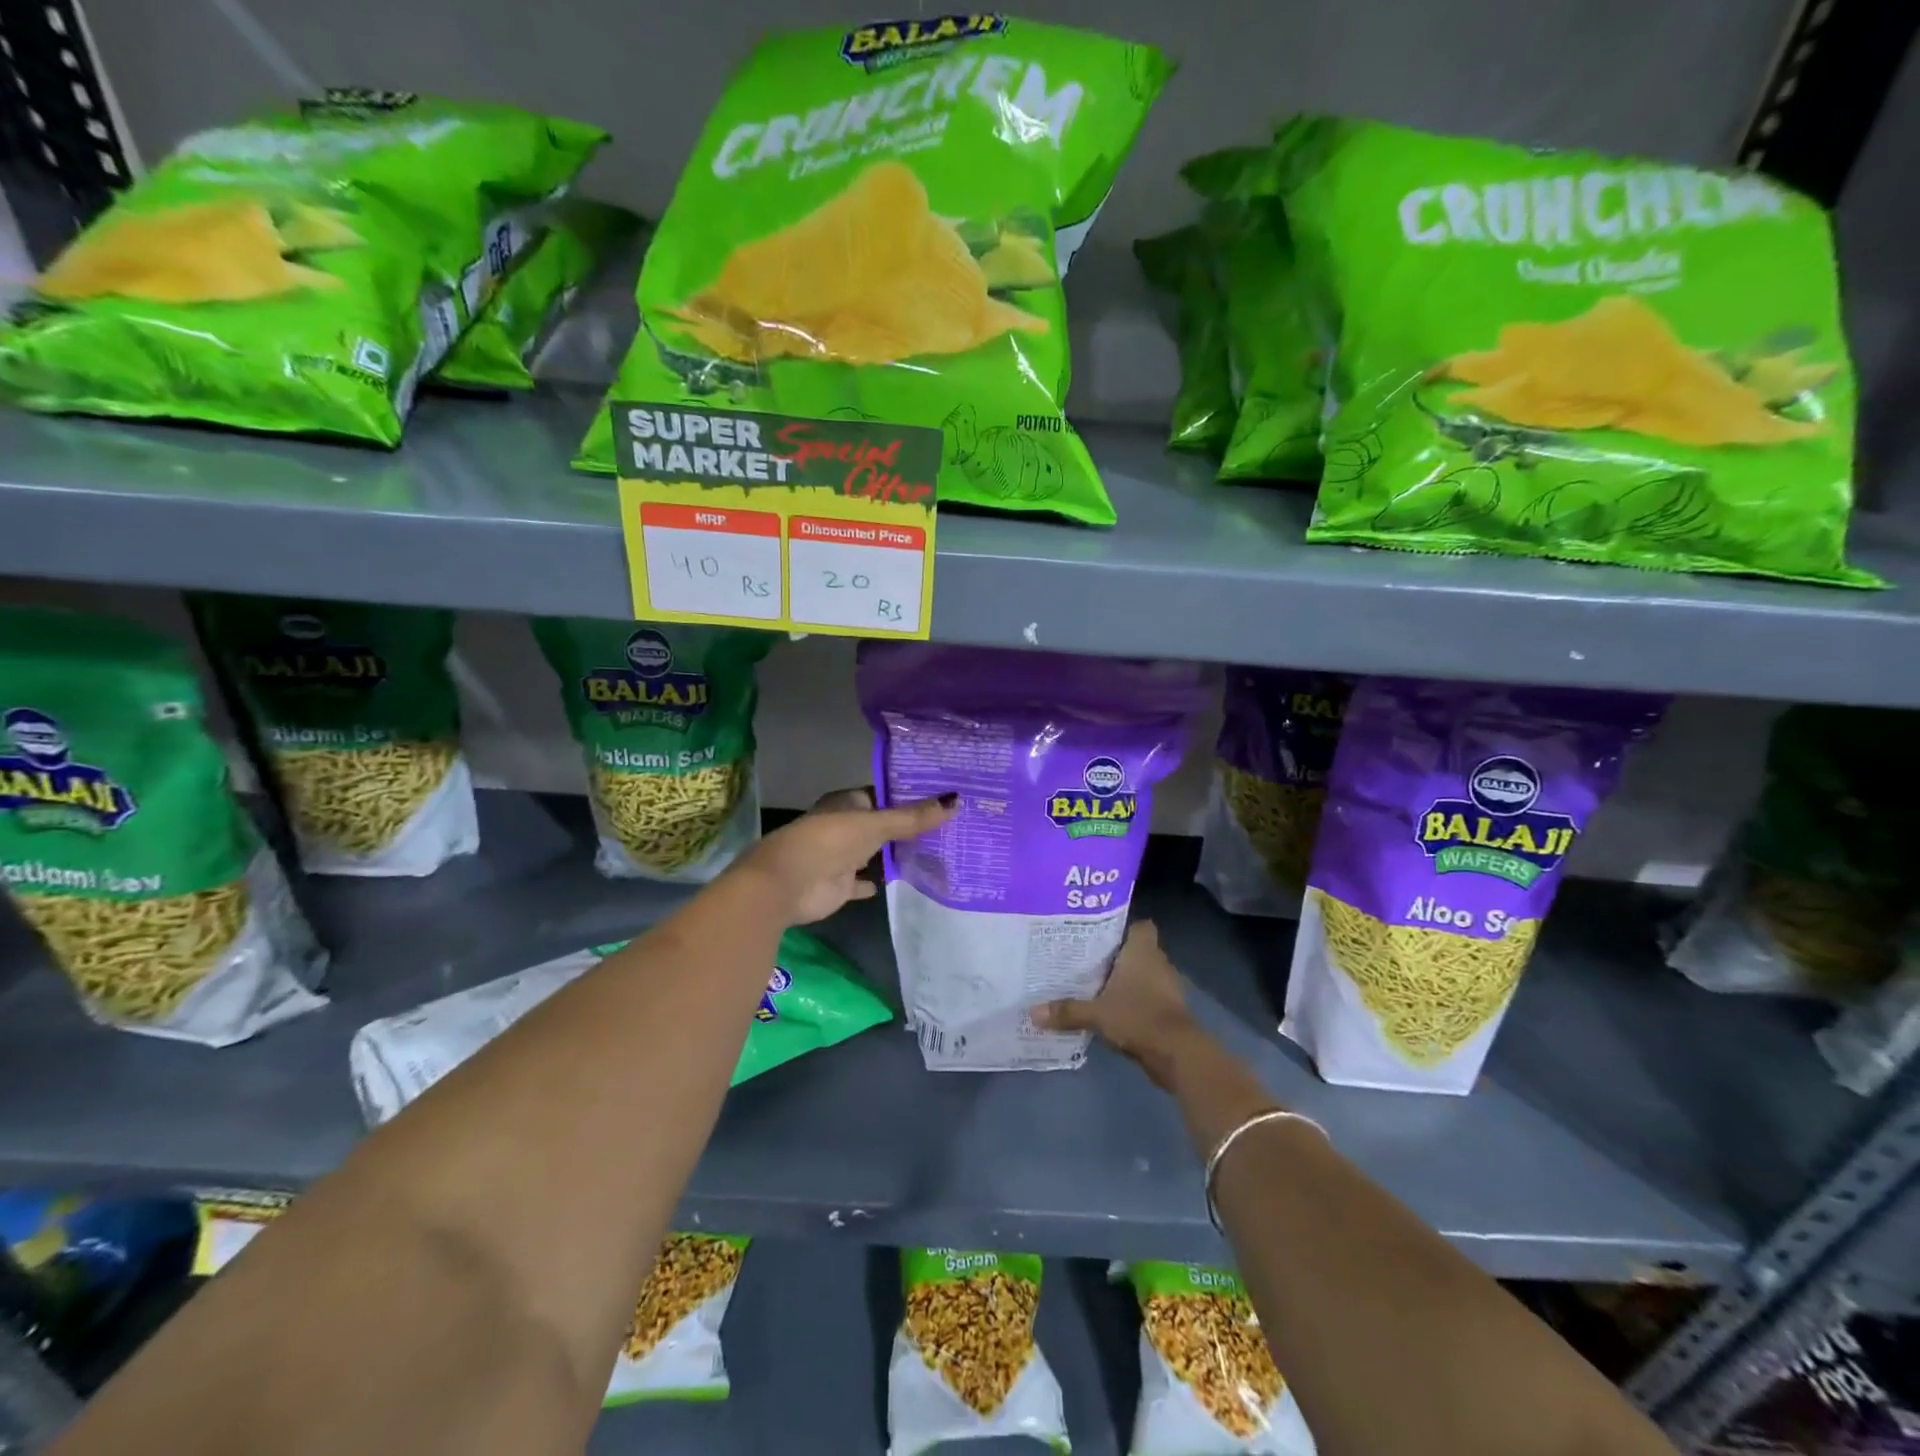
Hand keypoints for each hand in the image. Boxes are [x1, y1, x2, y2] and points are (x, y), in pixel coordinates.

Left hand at [738, 787, 955, 925]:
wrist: (787, 883)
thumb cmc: (830, 841)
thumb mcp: (876, 824)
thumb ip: (913, 817)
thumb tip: (956, 800)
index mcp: (847, 803)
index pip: (883, 795)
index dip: (909, 796)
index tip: (941, 798)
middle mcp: (844, 826)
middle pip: (880, 824)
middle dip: (905, 826)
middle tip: (947, 826)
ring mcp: (840, 857)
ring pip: (872, 853)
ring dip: (892, 854)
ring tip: (934, 852)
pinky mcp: (838, 885)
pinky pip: (861, 882)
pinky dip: (874, 882)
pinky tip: (897, 881)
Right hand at [1031, 921, 1203, 1088]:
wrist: (1177, 1053)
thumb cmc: (1138, 1017)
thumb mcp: (1096, 1013)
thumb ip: (1066, 1010)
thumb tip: (1032, 1012)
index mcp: (1142, 951)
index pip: (1140, 925)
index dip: (1124, 926)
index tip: (1100, 932)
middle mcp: (1157, 963)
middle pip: (1138, 950)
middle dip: (1117, 954)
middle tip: (1087, 957)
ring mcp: (1166, 987)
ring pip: (1143, 974)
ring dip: (1126, 980)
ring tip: (1095, 983)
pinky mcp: (1169, 1010)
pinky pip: (1147, 997)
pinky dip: (1134, 1001)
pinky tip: (1112, 1009)